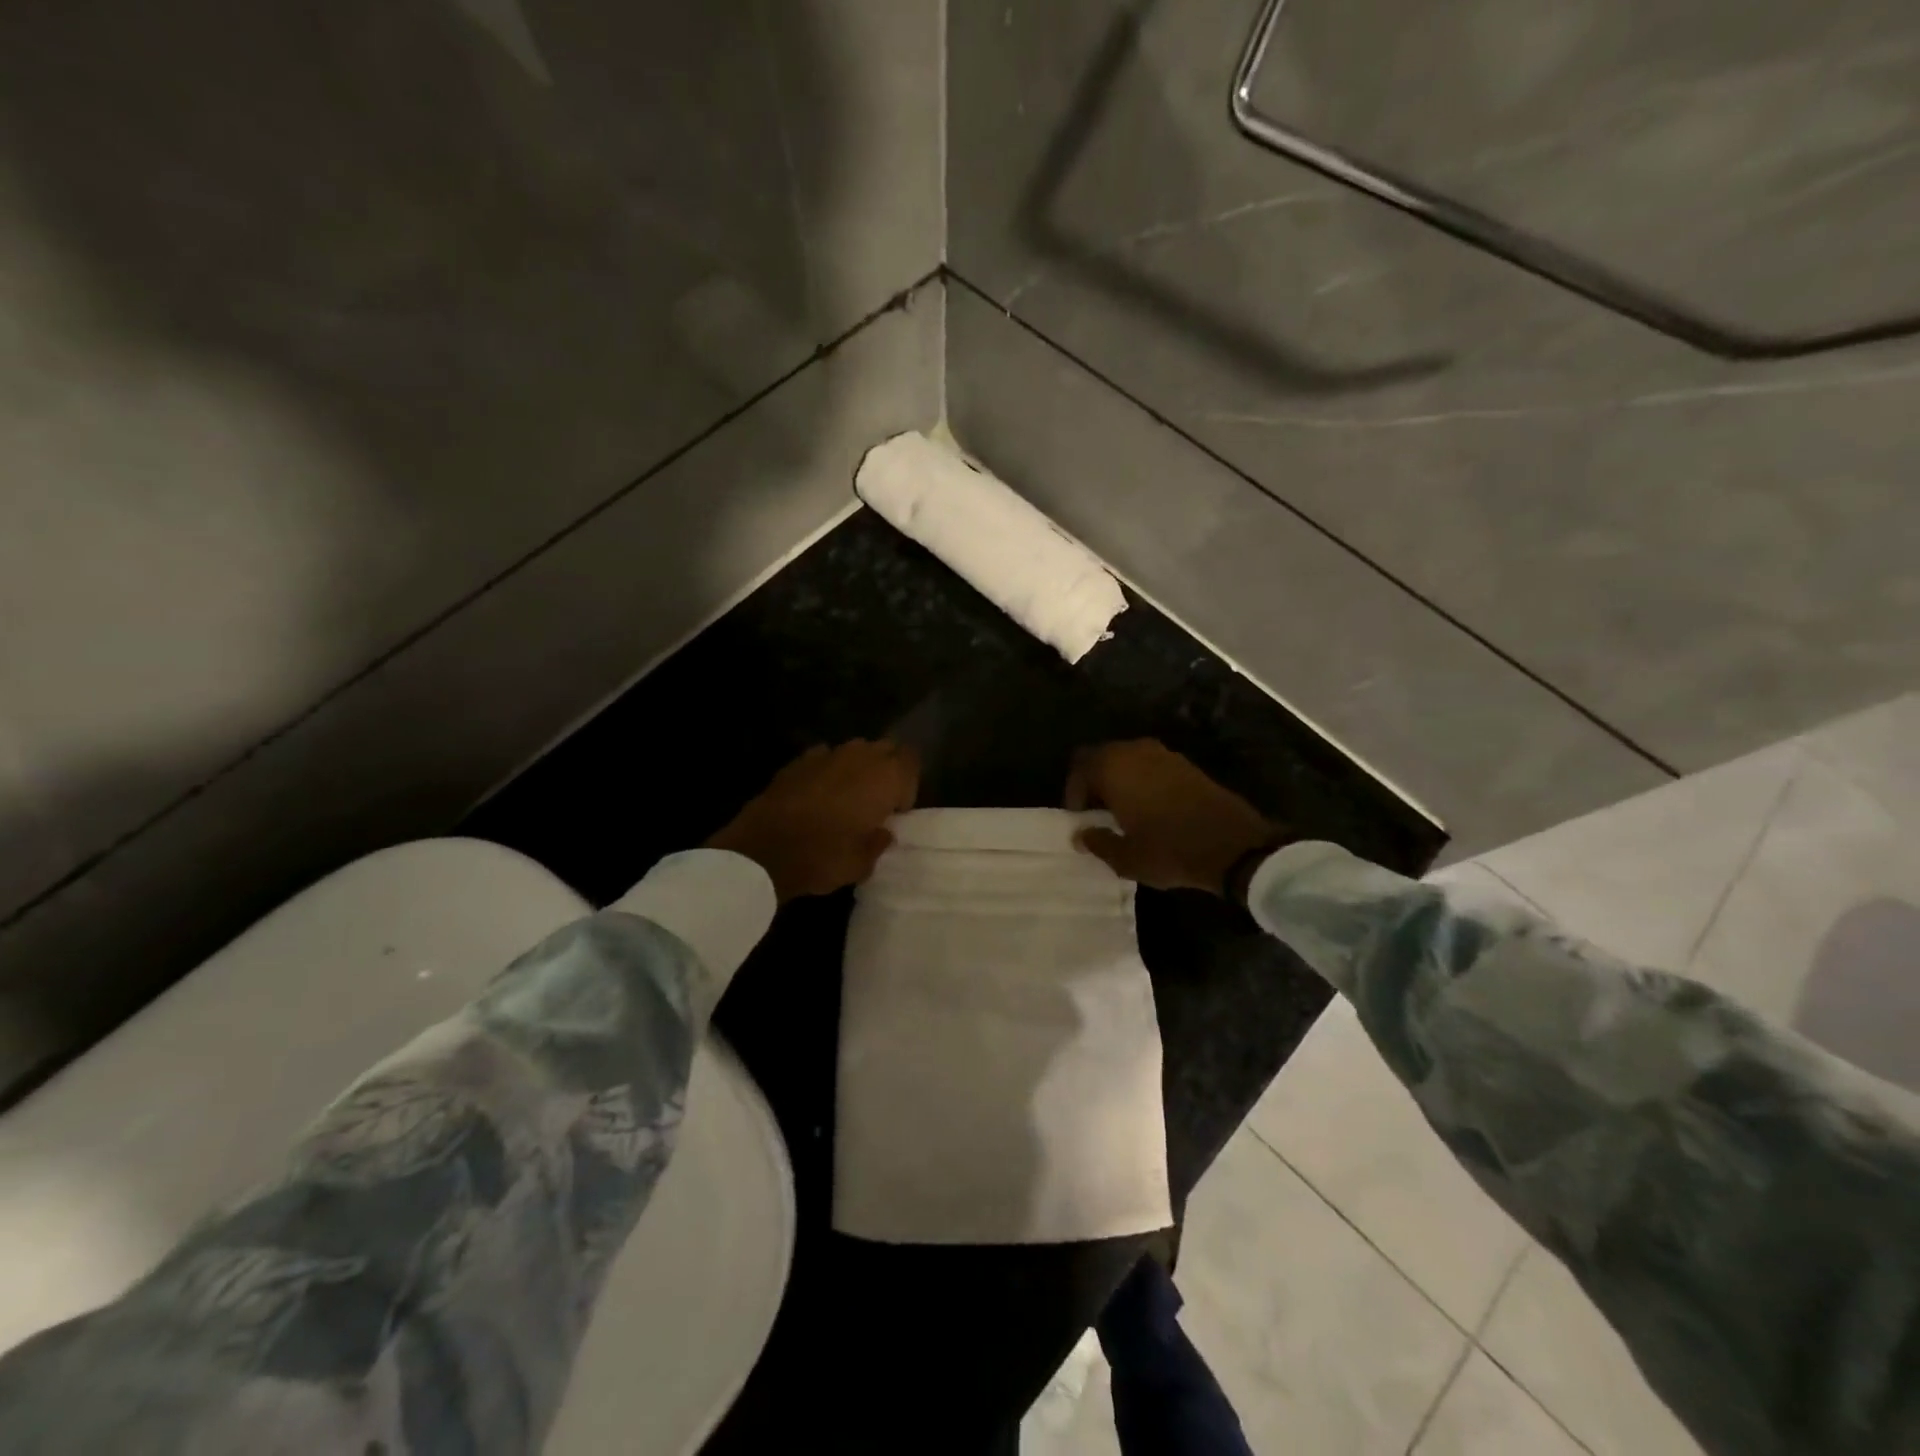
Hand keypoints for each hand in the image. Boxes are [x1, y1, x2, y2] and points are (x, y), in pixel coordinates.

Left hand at [707, 741, 918, 902]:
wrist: (763, 851)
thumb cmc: (823, 857)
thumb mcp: (862, 864)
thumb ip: (879, 842)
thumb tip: (883, 831)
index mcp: (885, 777)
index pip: (911, 760)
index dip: (908, 783)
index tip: (896, 810)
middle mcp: (860, 756)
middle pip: (885, 749)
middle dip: (885, 769)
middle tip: (876, 801)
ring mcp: (826, 754)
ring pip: (854, 750)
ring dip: (857, 768)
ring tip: (847, 796)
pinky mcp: (797, 761)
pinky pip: (824, 758)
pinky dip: (827, 771)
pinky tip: (817, 794)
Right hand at [1068, 740, 1282, 895]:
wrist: (1233, 845)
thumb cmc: (1169, 849)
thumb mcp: (1125, 857)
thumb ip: (1097, 842)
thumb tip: (1081, 835)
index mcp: (1113, 767)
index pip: (1079, 767)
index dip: (1073, 792)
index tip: (1079, 817)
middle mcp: (1135, 751)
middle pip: (1102, 757)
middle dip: (1094, 782)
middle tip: (1095, 812)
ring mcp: (1164, 754)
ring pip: (1128, 760)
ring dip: (1120, 780)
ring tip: (1122, 811)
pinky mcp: (1186, 765)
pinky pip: (1151, 766)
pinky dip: (1142, 781)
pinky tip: (1149, 809)